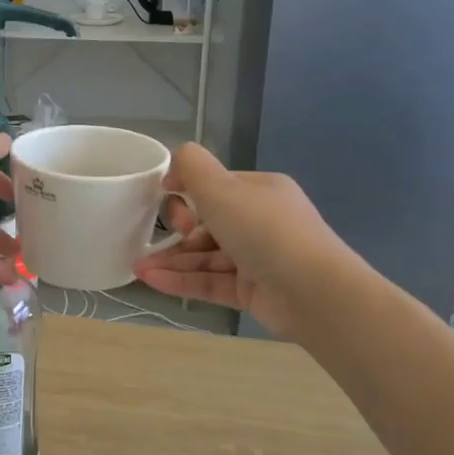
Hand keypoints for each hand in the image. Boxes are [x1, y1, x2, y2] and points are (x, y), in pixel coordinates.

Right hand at [133, 143, 348, 335]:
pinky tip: (152, 281)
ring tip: (139, 268)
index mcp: (259, 191)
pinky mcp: (253, 291)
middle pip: (207, 224)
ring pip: (206, 256)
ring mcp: (258, 259)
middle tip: (152, 239)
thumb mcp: (222, 188)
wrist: (314, 293)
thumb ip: (192, 167)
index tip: (163, 199)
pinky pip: (211, 281)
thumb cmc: (265, 231)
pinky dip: (182, 281)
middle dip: (175, 232)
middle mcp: (260, 221)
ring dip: (171, 260)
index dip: (185, 191)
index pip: (215, 187)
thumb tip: (173, 162)